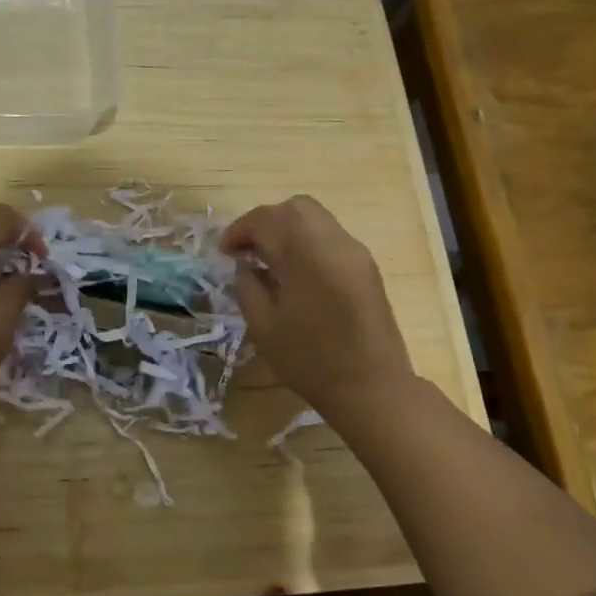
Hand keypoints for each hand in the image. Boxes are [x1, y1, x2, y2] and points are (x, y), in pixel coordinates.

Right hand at [223, 195, 414, 420]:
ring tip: (268, 259)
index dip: (240, 230)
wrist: (372, 387)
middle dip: (265, 222)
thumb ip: (248, 287)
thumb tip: (246, 266)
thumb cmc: (310, 361)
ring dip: (287, 230)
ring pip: (316, 219)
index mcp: (307, 255)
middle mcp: (334, 242)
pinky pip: (330, 237)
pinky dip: (306, 242)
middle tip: (245, 250)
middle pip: (295, 208)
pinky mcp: (366, 267)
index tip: (224, 252)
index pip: (267, 220)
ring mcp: (355, 252)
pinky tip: (294, 271)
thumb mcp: (264, 327)